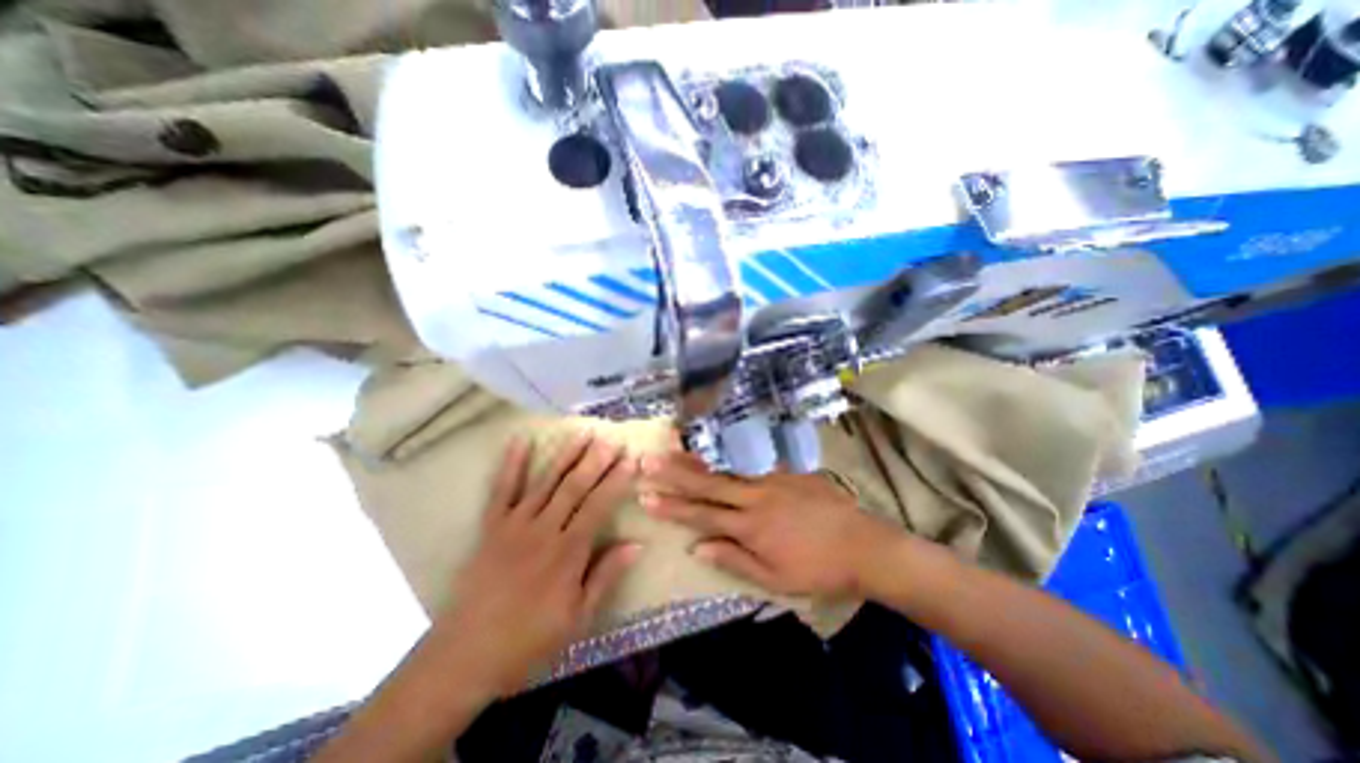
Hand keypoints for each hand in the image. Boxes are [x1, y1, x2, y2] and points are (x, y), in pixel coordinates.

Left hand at [442, 432, 644, 693]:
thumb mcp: (577, 618)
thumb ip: (606, 576)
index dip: (616, 481)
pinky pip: (502, 490)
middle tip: (612, 438)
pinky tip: (520, 441)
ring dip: (566, 455)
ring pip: (546, 481)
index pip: (598, 506)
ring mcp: (514, 525)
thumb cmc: (527, 642)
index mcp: (567, 553)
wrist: (462, 659)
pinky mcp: (491, 527)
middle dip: (596, 460)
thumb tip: (637, 544)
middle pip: (574, 487)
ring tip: (583, 432)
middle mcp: (543, 530)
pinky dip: (511, 464)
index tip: (630, 460)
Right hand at [640, 450, 898, 598]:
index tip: (646, 497)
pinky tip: (715, 439)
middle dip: (675, 473)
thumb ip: (734, 560)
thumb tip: (697, 547)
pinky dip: (730, 449)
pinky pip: (753, 456)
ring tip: (672, 443)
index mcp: (750, 527)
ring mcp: (771, 477)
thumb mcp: (775, 579)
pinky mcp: (787, 468)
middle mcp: (755, 497)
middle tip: (649, 461)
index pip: (702, 514)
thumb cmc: (818, 569)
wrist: (864, 545)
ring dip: (697, 455)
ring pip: (726, 465)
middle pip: (708, 483)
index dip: (672, 507)